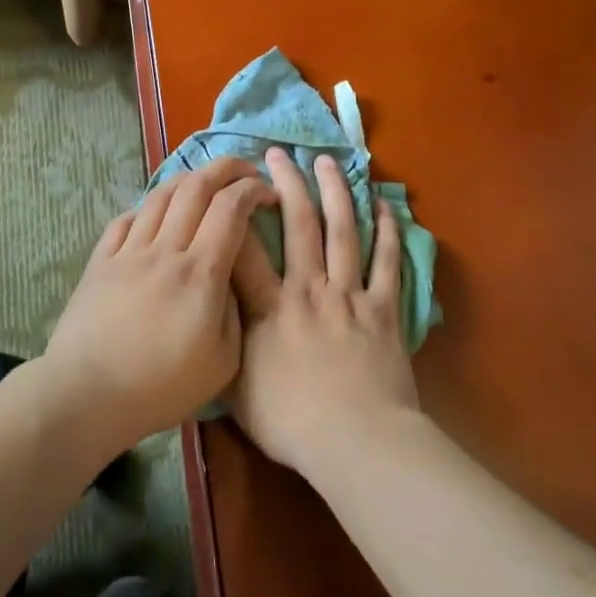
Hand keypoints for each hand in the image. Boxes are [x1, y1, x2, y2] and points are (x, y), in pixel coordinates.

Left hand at [40, 156, 273, 455]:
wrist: (88, 395)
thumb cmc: (161, 387)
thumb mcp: (222, 361)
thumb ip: (234, 309)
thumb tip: (230, 275)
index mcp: (200, 273)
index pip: (230, 208)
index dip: (253, 189)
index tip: (267, 193)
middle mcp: (164, 250)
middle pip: (195, 186)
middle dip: (226, 168)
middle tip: (245, 171)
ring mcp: (128, 251)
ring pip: (160, 195)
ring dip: (188, 179)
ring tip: (204, 184)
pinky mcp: (100, 261)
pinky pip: (126, 219)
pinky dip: (148, 207)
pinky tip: (156, 216)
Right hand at [229, 147, 420, 476]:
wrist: (358, 443)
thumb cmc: (292, 423)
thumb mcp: (237, 392)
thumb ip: (225, 348)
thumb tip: (209, 318)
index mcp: (270, 308)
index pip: (244, 249)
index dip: (234, 213)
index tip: (229, 185)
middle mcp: (308, 289)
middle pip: (298, 224)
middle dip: (287, 184)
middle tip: (279, 153)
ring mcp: (349, 295)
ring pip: (342, 231)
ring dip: (334, 192)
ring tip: (327, 161)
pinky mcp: (384, 310)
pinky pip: (386, 263)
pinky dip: (386, 233)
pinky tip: (383, 206)